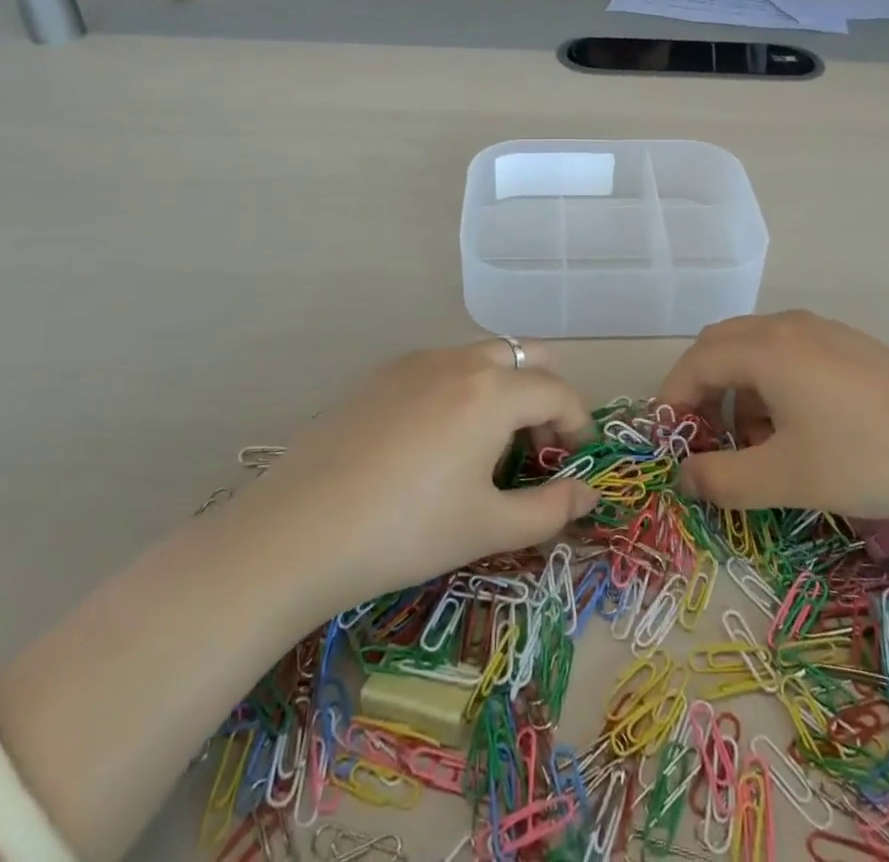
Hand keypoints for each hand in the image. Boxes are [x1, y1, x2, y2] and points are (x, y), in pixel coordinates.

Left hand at [245, 341, 596, 617]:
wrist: (299, 530)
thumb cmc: (407, 530)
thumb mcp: (487, 527)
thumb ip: (550, 509)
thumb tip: (589, 496)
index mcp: (493, 391)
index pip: (558, 392)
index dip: (577, 424)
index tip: (574, 461)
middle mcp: (459, 361)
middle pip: (524, 358)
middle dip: (542, 396)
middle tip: (533, 448)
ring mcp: (415, 362)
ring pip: (480, 358)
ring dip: (502, 390)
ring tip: (485, 447)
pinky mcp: (379, 375)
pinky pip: (440, 368)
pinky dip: (460, 391)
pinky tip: (434, 443)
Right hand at [655, 311, 888, 535]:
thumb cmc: (867, 463)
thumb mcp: (786, 479)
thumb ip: (722, 479)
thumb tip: (684, 476)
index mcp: (765, 347)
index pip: (695, 362)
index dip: (672, 399)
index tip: (668, 442)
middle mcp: (788, 325)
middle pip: (721, 345)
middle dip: (701, 389)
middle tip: (704, 440)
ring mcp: (825, 330)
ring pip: (756, 348)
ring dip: (738, 388)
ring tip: (754, 443)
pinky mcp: (852, 345)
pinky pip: (790, 352)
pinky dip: (771, 383)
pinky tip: (797, 427)